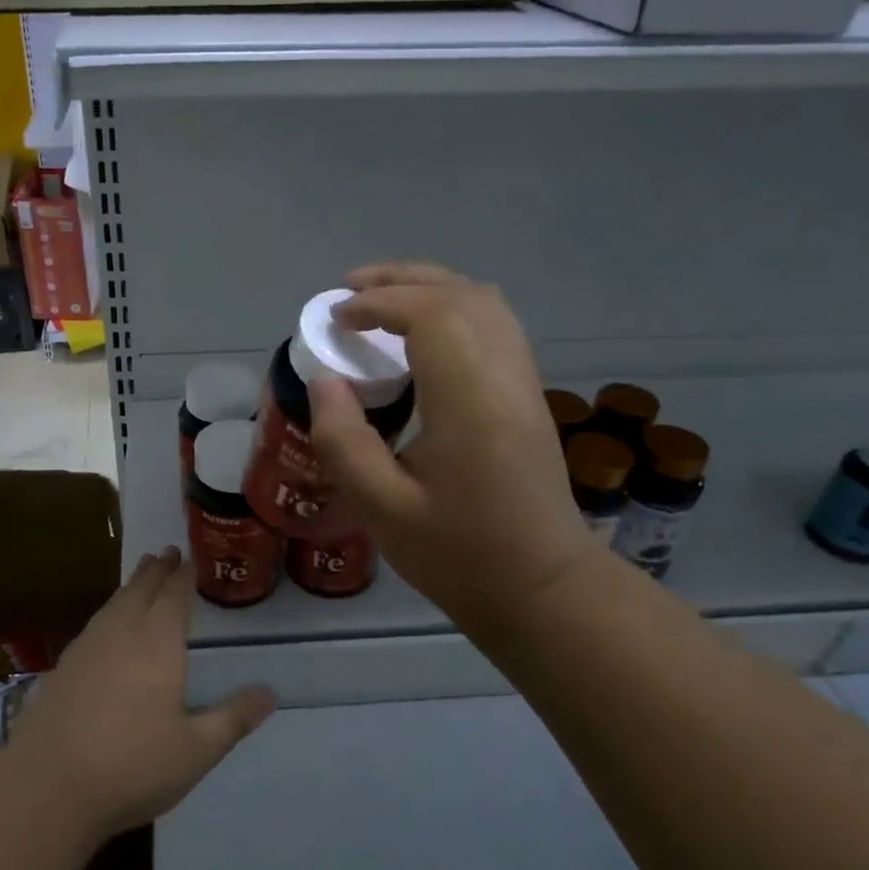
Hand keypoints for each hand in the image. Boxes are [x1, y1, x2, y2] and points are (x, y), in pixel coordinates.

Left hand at [7, 548, 274, 840]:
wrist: (48, 785)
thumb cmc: (132, 765)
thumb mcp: (196, 750)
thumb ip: (233, 718)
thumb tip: (270, 693)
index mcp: (158, 642)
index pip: (174, 596)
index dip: (184, 576)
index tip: (189, 558)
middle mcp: (122, 632)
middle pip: (141, 589)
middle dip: (157, 570)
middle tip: (166, 552)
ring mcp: (87, 646)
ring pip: (114, 602)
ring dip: (132, 585)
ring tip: (141, 575)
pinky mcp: (63, 666)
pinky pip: (95, 622)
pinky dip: (109, 610)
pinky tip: (107, 624)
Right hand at [307, 263, 592, 645]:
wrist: (543, 589)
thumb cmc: (460, 555)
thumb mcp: (382, 509)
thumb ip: (344, 440)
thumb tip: (324, 382)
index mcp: (471, 401)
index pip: (431, 315)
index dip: (379, 302)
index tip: (336, 318)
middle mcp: (506, 377)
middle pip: (461, 294)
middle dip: (401, 280)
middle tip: (348, 290)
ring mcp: (525, 383)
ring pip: (485, 302)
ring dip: (431, 288)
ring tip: (382, 298)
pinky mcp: (529, 395)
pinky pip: (496, 324)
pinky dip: (455, 308)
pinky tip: (425, 332)